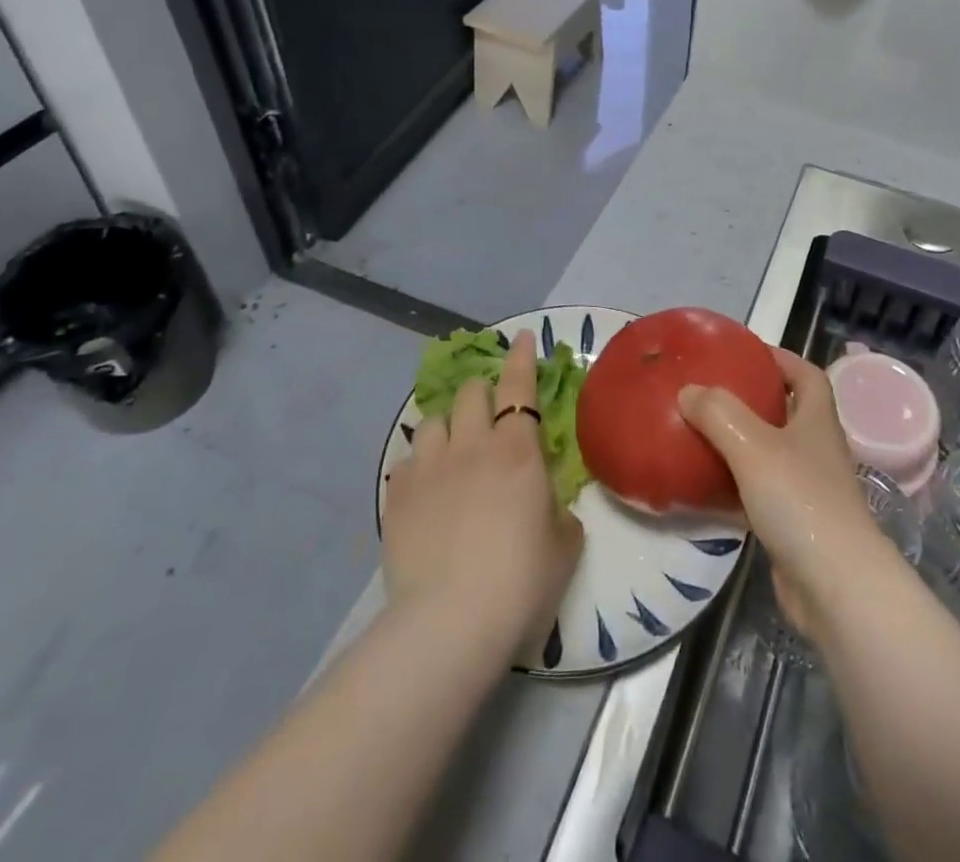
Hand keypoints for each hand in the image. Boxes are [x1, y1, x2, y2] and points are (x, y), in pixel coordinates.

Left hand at [383, 331, 583, 655]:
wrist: (450, 623)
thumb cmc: (521, 581)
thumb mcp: (564, 545)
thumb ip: (558, 511)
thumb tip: (546, 504)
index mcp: (517, 450)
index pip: (519, 385)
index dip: (521, 357)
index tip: (521, 337)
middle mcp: (471, 446)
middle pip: (470, 393)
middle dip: (481, 391)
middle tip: (490, 411)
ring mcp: (428, 469)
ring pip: (433, 421)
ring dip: (448, 426)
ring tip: (452, 449)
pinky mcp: (396, 498)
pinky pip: (406, 463)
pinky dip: (420, 466)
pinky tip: (425, 488)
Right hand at [678, 348, 902, 641]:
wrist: (836, 587)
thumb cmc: (800, 500)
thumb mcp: (753, 445)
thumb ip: (718, 413)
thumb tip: (688, 391)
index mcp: (817, 420)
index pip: (807, 375)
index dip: (781, 358)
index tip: (746, 352)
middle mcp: (817, 450)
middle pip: (787, 413)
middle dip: (752, 400)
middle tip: (711, 393)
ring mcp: (808, 490)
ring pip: (770, 455)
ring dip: (739, 444)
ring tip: (699, 434)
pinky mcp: (793, 526)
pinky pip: (758, 494)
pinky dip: (733, 487)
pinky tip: (702, 489)